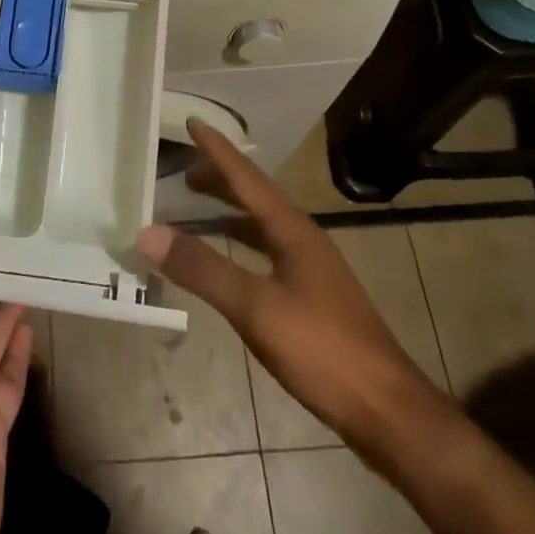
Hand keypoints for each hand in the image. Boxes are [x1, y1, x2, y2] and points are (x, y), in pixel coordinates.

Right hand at [137, 120, 440, 441]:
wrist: (387, 411)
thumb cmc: (323, 350)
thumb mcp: (256, 308)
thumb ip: (203, 269)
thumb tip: (147, 232)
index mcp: (293, 231)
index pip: (248, 178)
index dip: (218, 150)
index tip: (193, 121)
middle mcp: (303, 240)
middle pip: (256, 197)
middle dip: (220, 180)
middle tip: (182, 172)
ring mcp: (311, 270)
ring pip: (261, 226)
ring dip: (230, 212)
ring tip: (196, 208)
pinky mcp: (312, 298)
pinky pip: (265, 254)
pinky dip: (239, 246)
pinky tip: (228, 264)